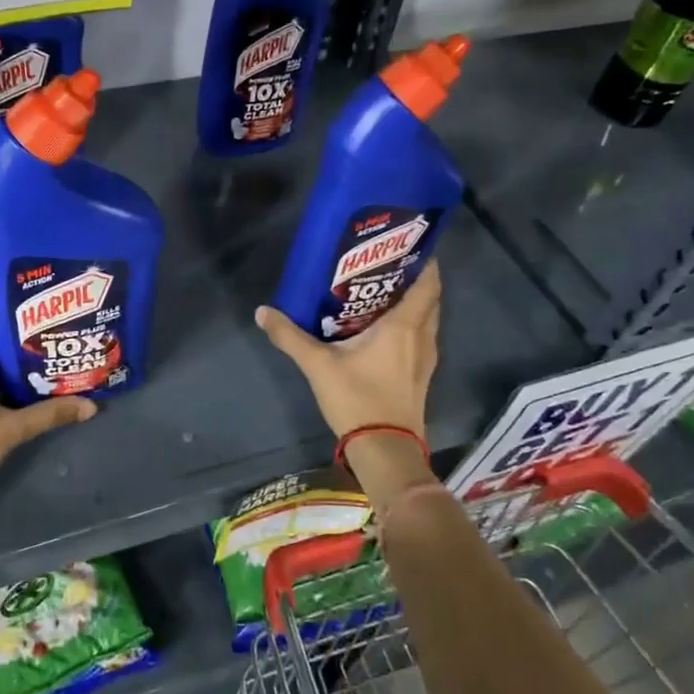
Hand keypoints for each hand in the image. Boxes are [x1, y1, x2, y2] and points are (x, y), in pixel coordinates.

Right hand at [255, 260, 440, 440]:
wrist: (386, 450)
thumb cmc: (358, 399)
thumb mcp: (318, 365)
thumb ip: (290, 336)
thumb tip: (262, 311)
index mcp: (403, 326)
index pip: (428, 283)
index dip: (424, 260)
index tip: (409, 243)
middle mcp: (422, 337)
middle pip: (430, 298)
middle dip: (415, 278)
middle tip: (388, 264)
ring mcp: (426, 359)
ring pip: (427, 319)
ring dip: (414, 303)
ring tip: (384, 291)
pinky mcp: (421, 376)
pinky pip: (422, 338)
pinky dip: (411, 325)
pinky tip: (385, 329)